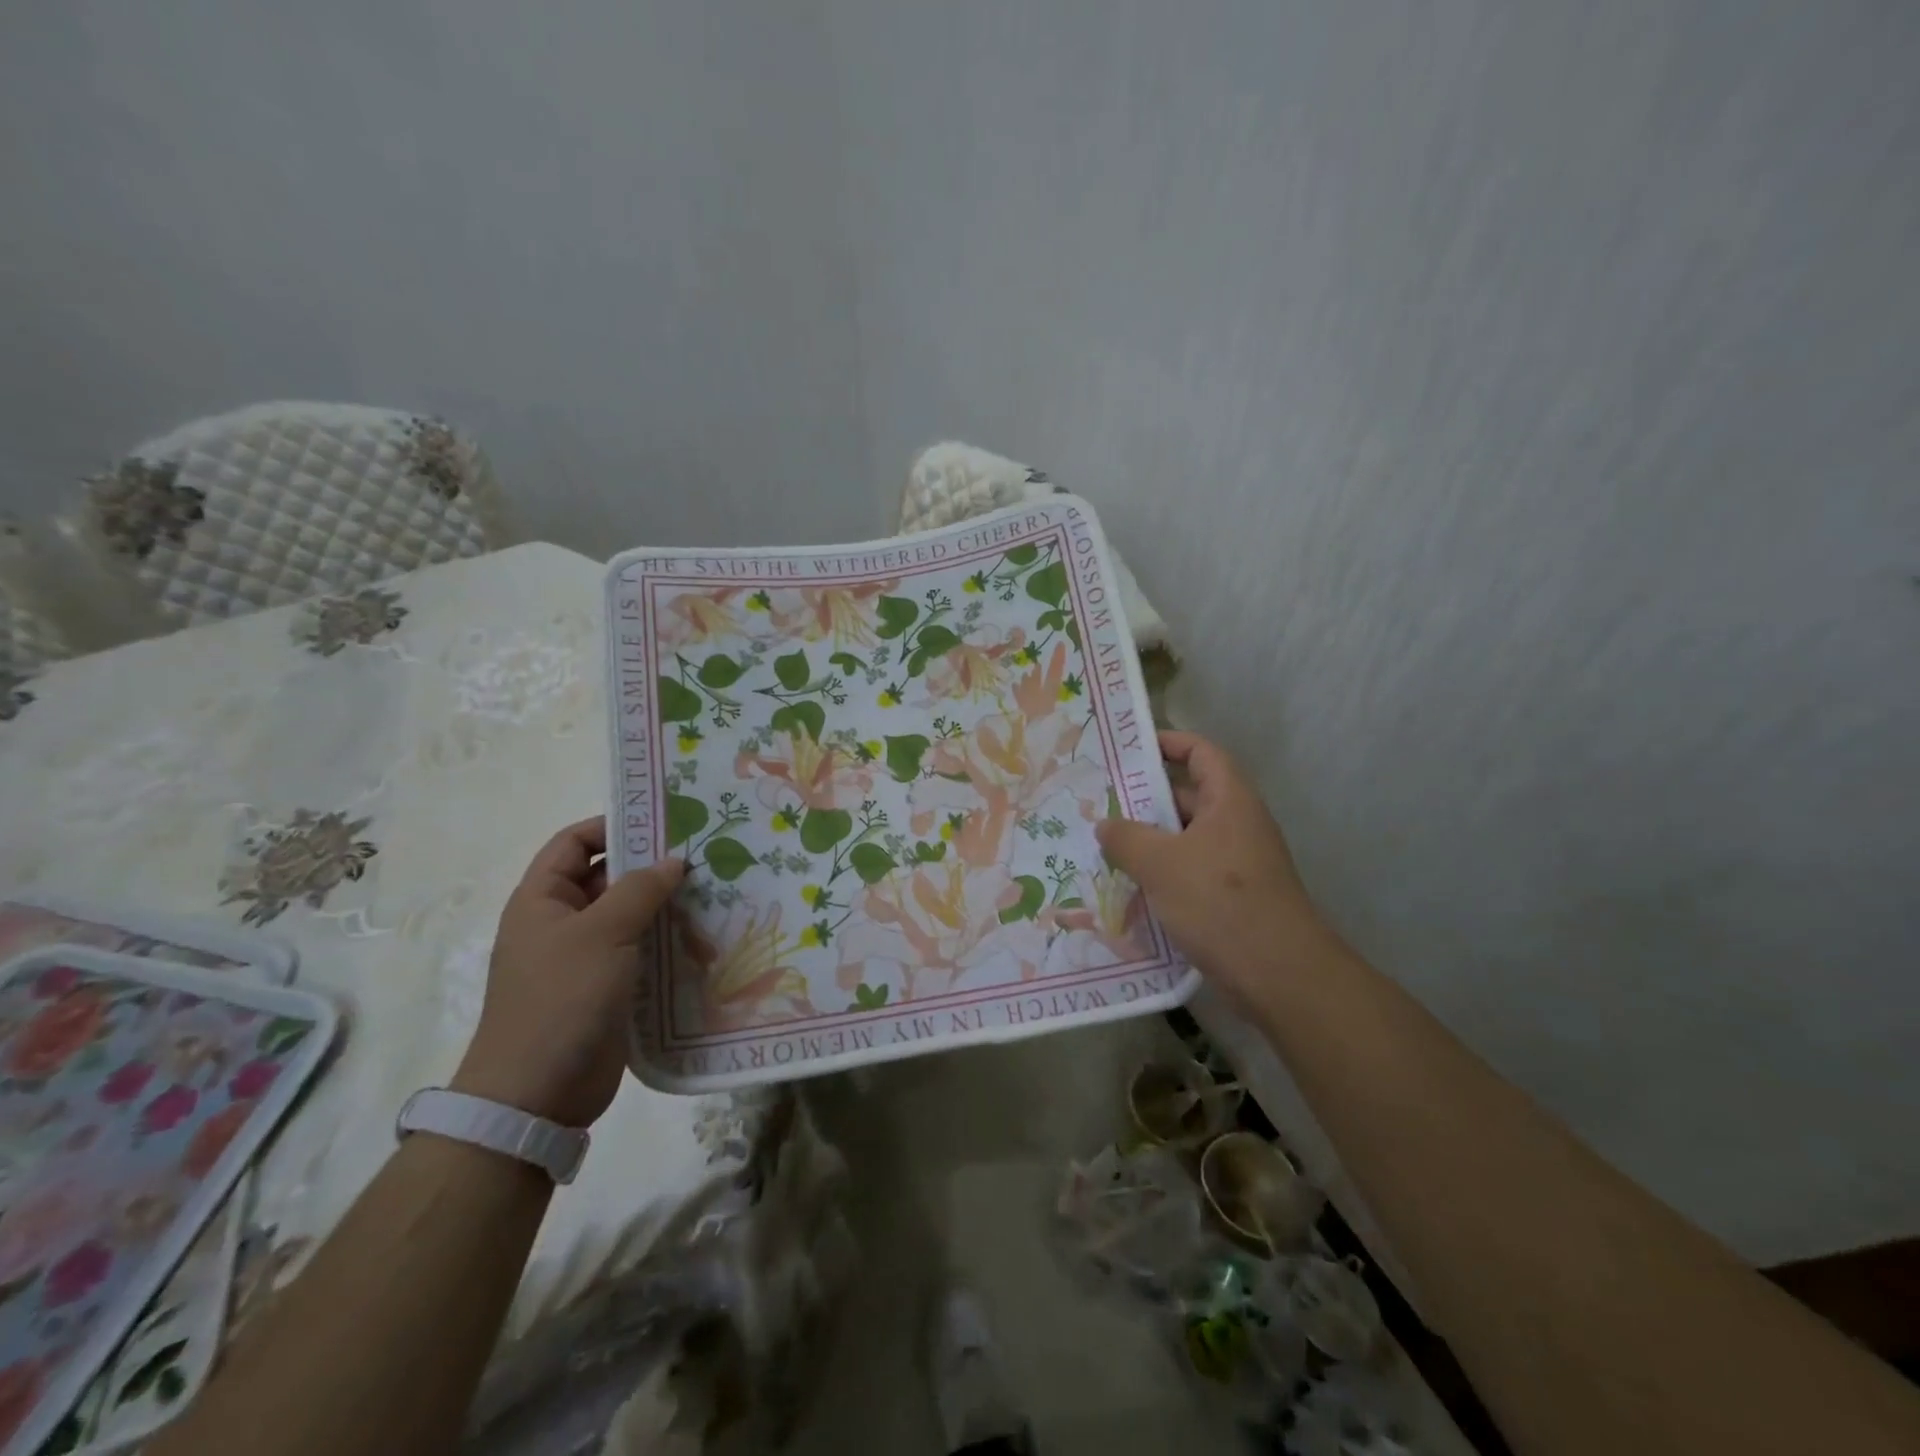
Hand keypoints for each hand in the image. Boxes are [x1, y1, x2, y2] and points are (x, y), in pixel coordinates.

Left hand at [453, 818, 683, 1126]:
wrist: (537, 1095)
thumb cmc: (560, 1000)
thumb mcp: (601, 934)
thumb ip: (640, 890)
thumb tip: (674, 860)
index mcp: (542, 900)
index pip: (575, 843)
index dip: (614, 827)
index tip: (663, 822)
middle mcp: (561, 923)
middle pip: (607, 878)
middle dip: (651, 866)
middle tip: (703, 854)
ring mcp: (585, 958)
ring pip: (630, 916)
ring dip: (666, 905)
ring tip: (715, 891)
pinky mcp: (608, 988)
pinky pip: (641, 951)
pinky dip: (668, 941)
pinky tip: (705, 936)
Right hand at [1096, 731, 1332, 1007]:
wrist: (1278, 974)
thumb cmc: (1219, 901)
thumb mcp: (1161, 863)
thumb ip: (1126, 838)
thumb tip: (1105, 825)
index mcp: (1229, 800)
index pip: (1201, 752)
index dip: (1168, 743)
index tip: (1129, 750)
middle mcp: (1237, 824)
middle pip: (1189, 796)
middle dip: (1146, 800)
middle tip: (1101, 804)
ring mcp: (1237, 863)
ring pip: (1186, 839)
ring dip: (1150, 842)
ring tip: (1105, 848)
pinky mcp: (1233, 897)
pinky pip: (1191, 872)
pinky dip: (1162, 874)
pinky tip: (1129, 889)